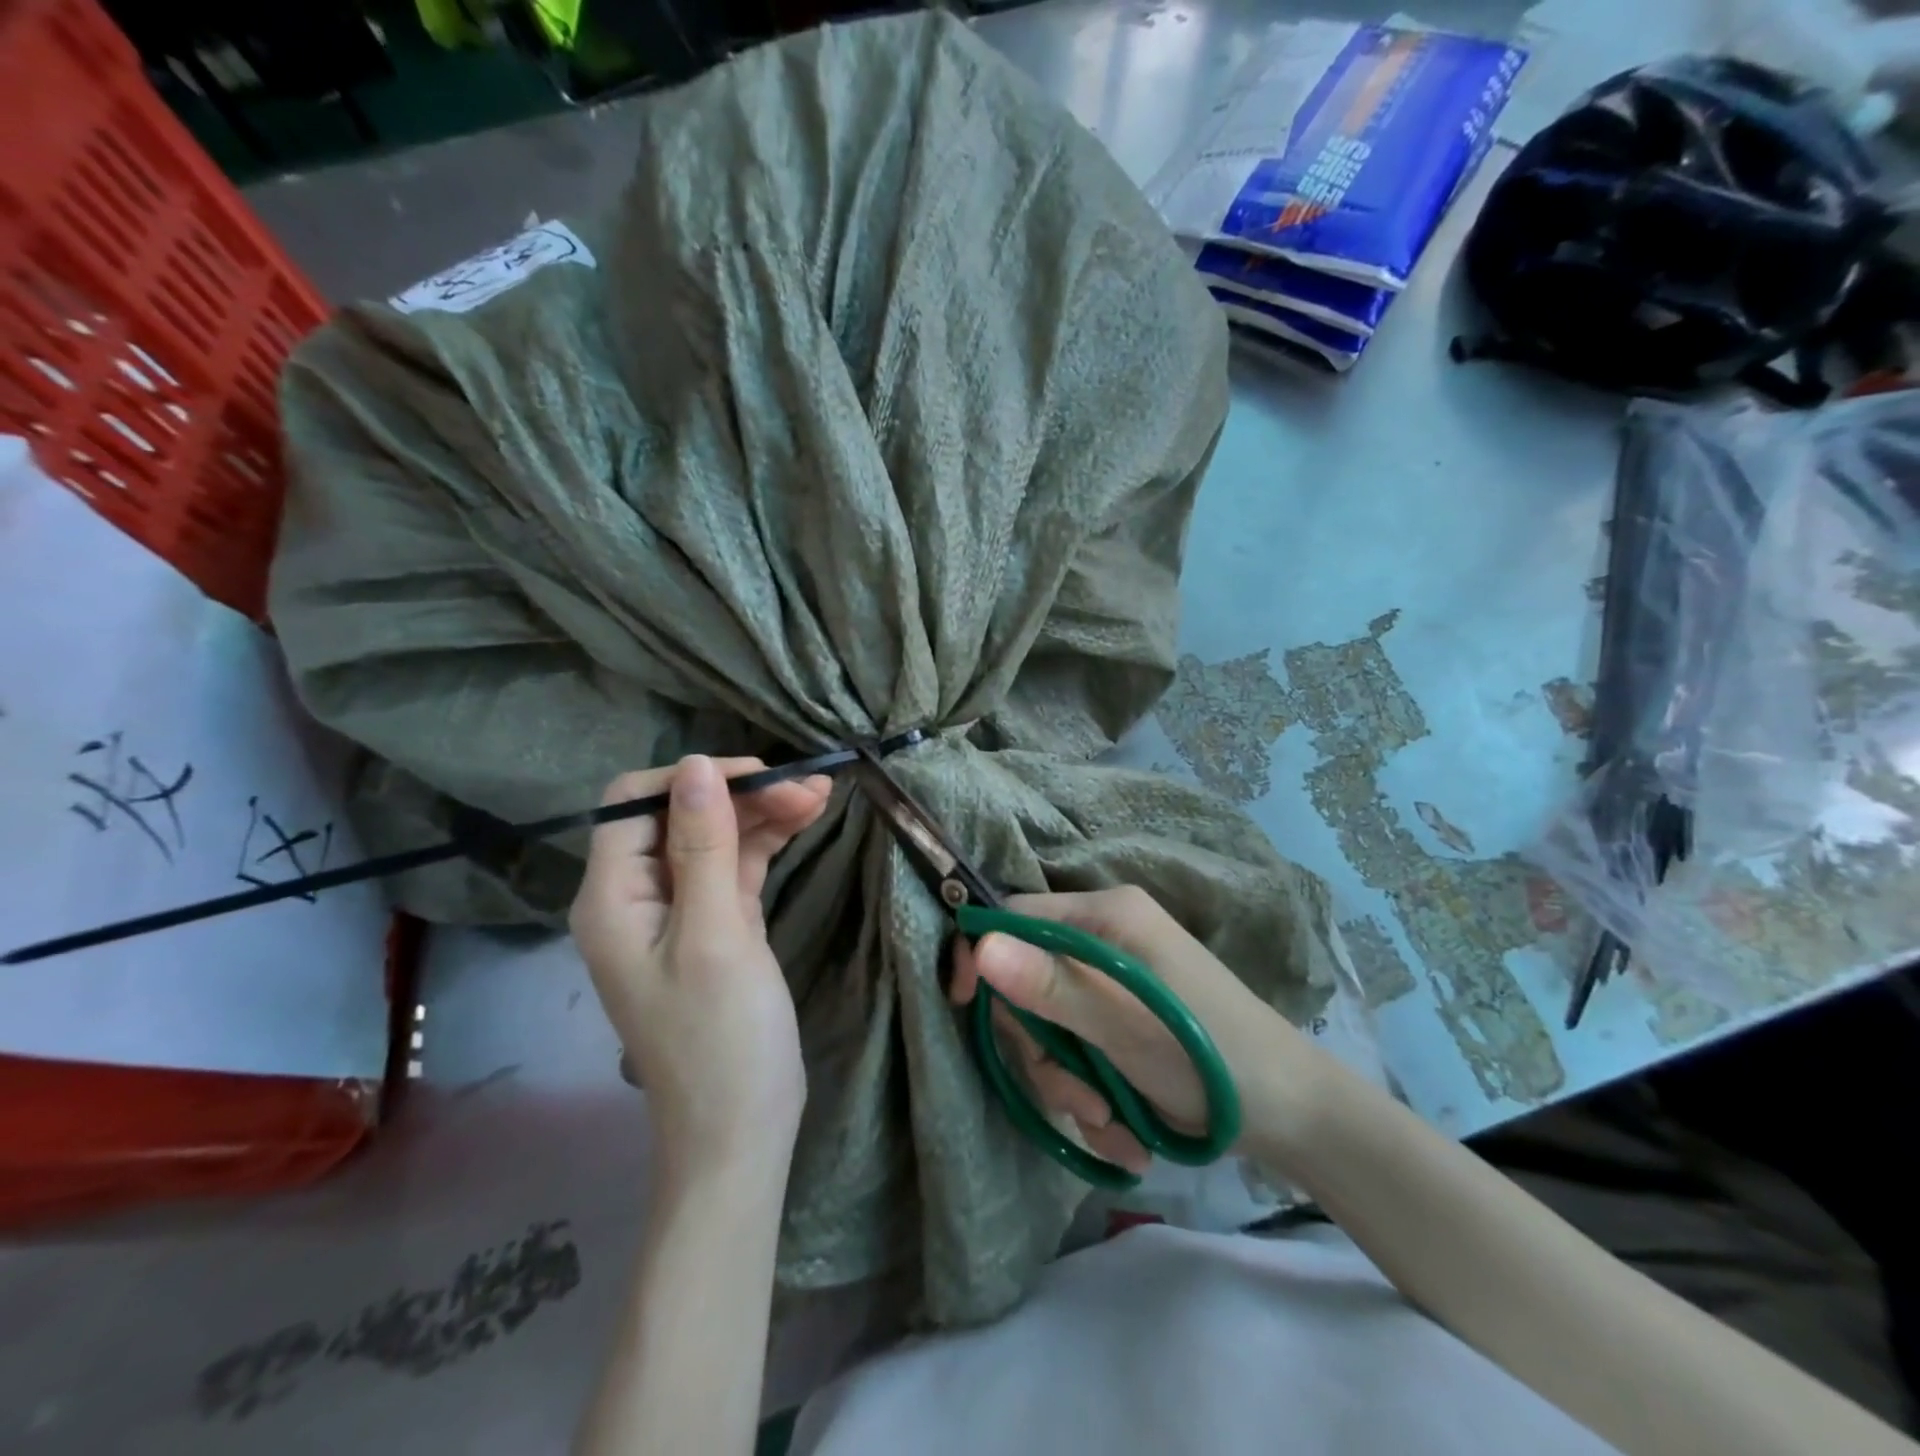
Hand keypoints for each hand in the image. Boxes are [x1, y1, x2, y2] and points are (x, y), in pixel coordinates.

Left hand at [570, 755, 832, 1172]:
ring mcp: (679, 912)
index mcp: (612, 898)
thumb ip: (703, 847)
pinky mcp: (716, 925)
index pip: (634, 804)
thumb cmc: (721, 1037)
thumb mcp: (715, 935)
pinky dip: (767, 843)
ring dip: (763, 814)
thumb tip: (696, 764)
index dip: (691, 779)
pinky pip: (735, 867)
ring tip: (821, 795)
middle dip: (741, 796)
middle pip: (681, 817)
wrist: (741, 1130)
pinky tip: (804, 821)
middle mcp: (637, 897)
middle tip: (810, 787)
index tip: (758, 777)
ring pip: (715, 839)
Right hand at [949, 885, 1319, 1173]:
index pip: (1015, 915)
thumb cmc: (1211, 1056)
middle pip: (1028, 980)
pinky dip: (1091, 1092)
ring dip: (1069, 1083)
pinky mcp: (1122, 1018)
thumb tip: (979, 945)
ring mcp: (1114, 979)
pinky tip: (1125, 1129)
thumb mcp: (1125, 1026)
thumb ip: (1052, 986)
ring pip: (1050, 1025)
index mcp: (1107, 915)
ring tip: (1111, 1123)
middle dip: (1043, 1048)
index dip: (983, 957)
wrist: (1293, 1113)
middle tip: (1076, 1098)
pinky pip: (1078, 1048)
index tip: (963, 1006)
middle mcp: (1106, 936)